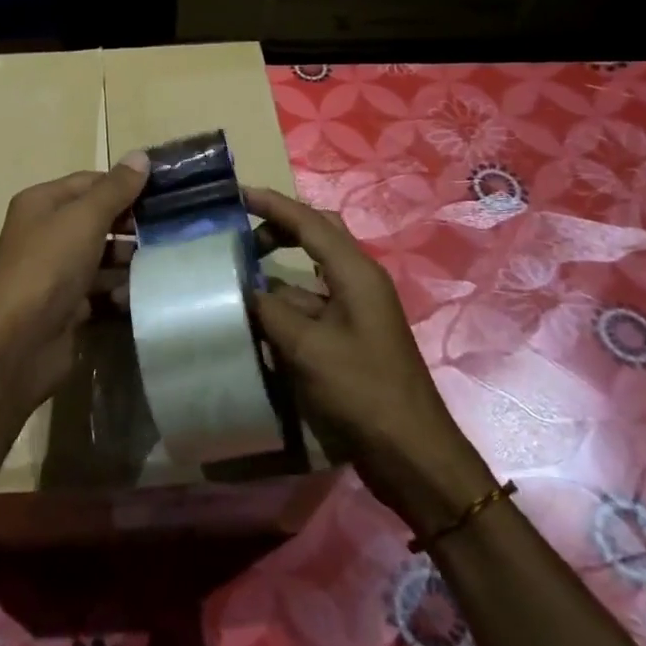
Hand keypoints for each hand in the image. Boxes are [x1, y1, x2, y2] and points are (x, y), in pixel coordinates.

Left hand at [0, 153, 148, 407]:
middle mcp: (45, 233)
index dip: (124, 185)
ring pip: (100, 256)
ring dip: (128, 260)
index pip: (89, 182)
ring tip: (161, 262)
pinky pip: (98, 290)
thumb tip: (141, 155)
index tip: (164, 193)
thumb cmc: (48, 267)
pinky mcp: (65, 305)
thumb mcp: (84, 219)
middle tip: (170, 229)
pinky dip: (117, 291)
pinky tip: (139, 294)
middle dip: (130, 224)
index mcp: (41, 203)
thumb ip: (115, 189)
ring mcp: (55, 271)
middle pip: (96, 219)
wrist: (17, 343)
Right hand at [245, 185, 490, 518]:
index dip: (272, 204)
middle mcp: (358, 282)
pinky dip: (284, 306)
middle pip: (317, 237)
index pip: (309, 222)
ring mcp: (356, 311)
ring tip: (236, 278)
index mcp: (355, 272)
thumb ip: (270, 310)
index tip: (236, 194)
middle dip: (279, 229)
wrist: (409, 451)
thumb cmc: (361, 391)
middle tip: (240, 238)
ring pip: (310, 276)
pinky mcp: (350, 338)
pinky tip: (257, 320)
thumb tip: (244, 290)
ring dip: (277, 273)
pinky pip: (311, 307)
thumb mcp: (306, 347)